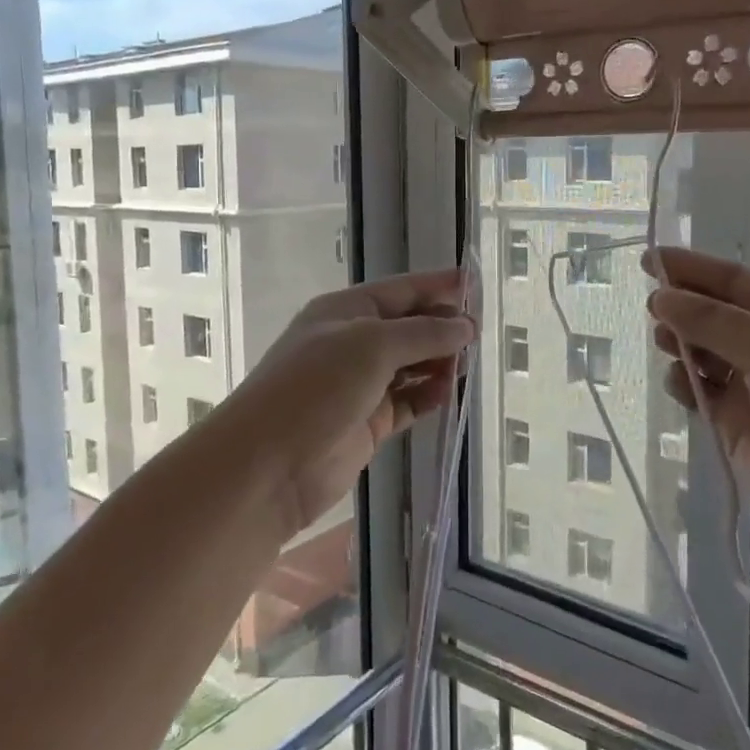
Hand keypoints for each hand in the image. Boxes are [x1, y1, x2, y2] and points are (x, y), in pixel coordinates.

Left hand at [219, 269, 475, 537]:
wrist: (270, 464)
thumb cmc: (317, 387)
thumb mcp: (373, 345)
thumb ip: (424, 333)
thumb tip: (465, 327)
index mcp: (345, 310)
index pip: (401, 290)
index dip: (438, 285)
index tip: (476, 284)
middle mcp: (352, 343)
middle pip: (407, 327)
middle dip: (442, 327)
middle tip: (479, 336)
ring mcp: (359, 385)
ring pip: (410, 365)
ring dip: (438, 363)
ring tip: (466, 366)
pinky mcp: (367, 423)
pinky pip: (407, 402)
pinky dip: (428, 396)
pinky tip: (447, 394)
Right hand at [645, 247, 749, 581]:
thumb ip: (713, 321)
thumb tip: (660, 297)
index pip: (734, 280)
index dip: (692, 267)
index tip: (648, 259)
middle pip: (715, 313)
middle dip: (683, 307)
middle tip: (653, 309)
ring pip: (703, 351)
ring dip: (680, 343)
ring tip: (664, 344)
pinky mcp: (737, 423)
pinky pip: (700, 391)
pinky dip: (684, 383)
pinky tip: (679, 384)